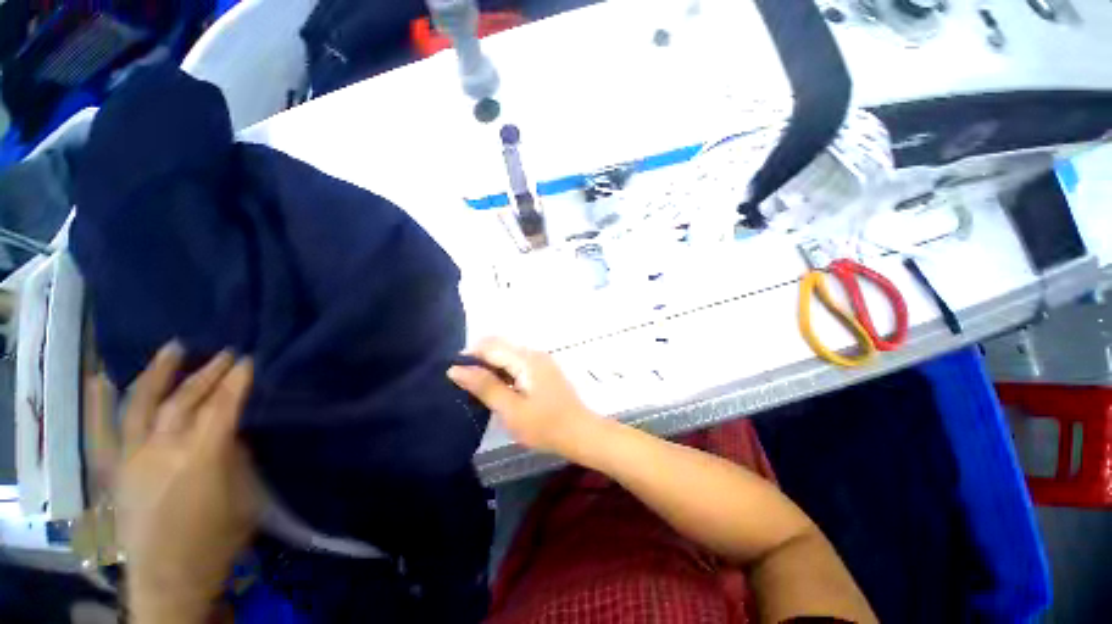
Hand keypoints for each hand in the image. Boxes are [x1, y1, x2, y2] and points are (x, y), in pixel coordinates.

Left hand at [95, 343, 258, 622]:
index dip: (237, 382)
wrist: (170, 577)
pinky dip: (100, 403)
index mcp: (202, 458)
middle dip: (208, 374)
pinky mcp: (117, 469)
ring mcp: (133, 457)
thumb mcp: (244, 496)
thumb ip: (236, 458)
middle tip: (226, 354)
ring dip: (160, 374)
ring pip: (143, 405)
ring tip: (174, 348)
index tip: (249, 361)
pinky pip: (105, 430)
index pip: (222, 408)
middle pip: (185, 401)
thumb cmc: (217, 539)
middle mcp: (163, 450)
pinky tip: (100, 379)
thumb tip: (231, 431)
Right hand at [447, 337, 600, 458]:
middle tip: (463, 384)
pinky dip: (503, 372)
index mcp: (526, 359)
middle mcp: (533, 353)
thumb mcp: (510, 409)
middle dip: (478, 360)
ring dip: (491, 366)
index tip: (452, 375)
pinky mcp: (544, 371)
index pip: (490, 346)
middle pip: (499, 346)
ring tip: (477, 388)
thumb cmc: (545, 425)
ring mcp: (541, 361)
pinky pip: (517, 363)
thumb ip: (485, 386)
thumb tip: (456, 369)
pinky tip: (497, 389)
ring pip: (507, 354)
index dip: (468, 356)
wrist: (580, 433)